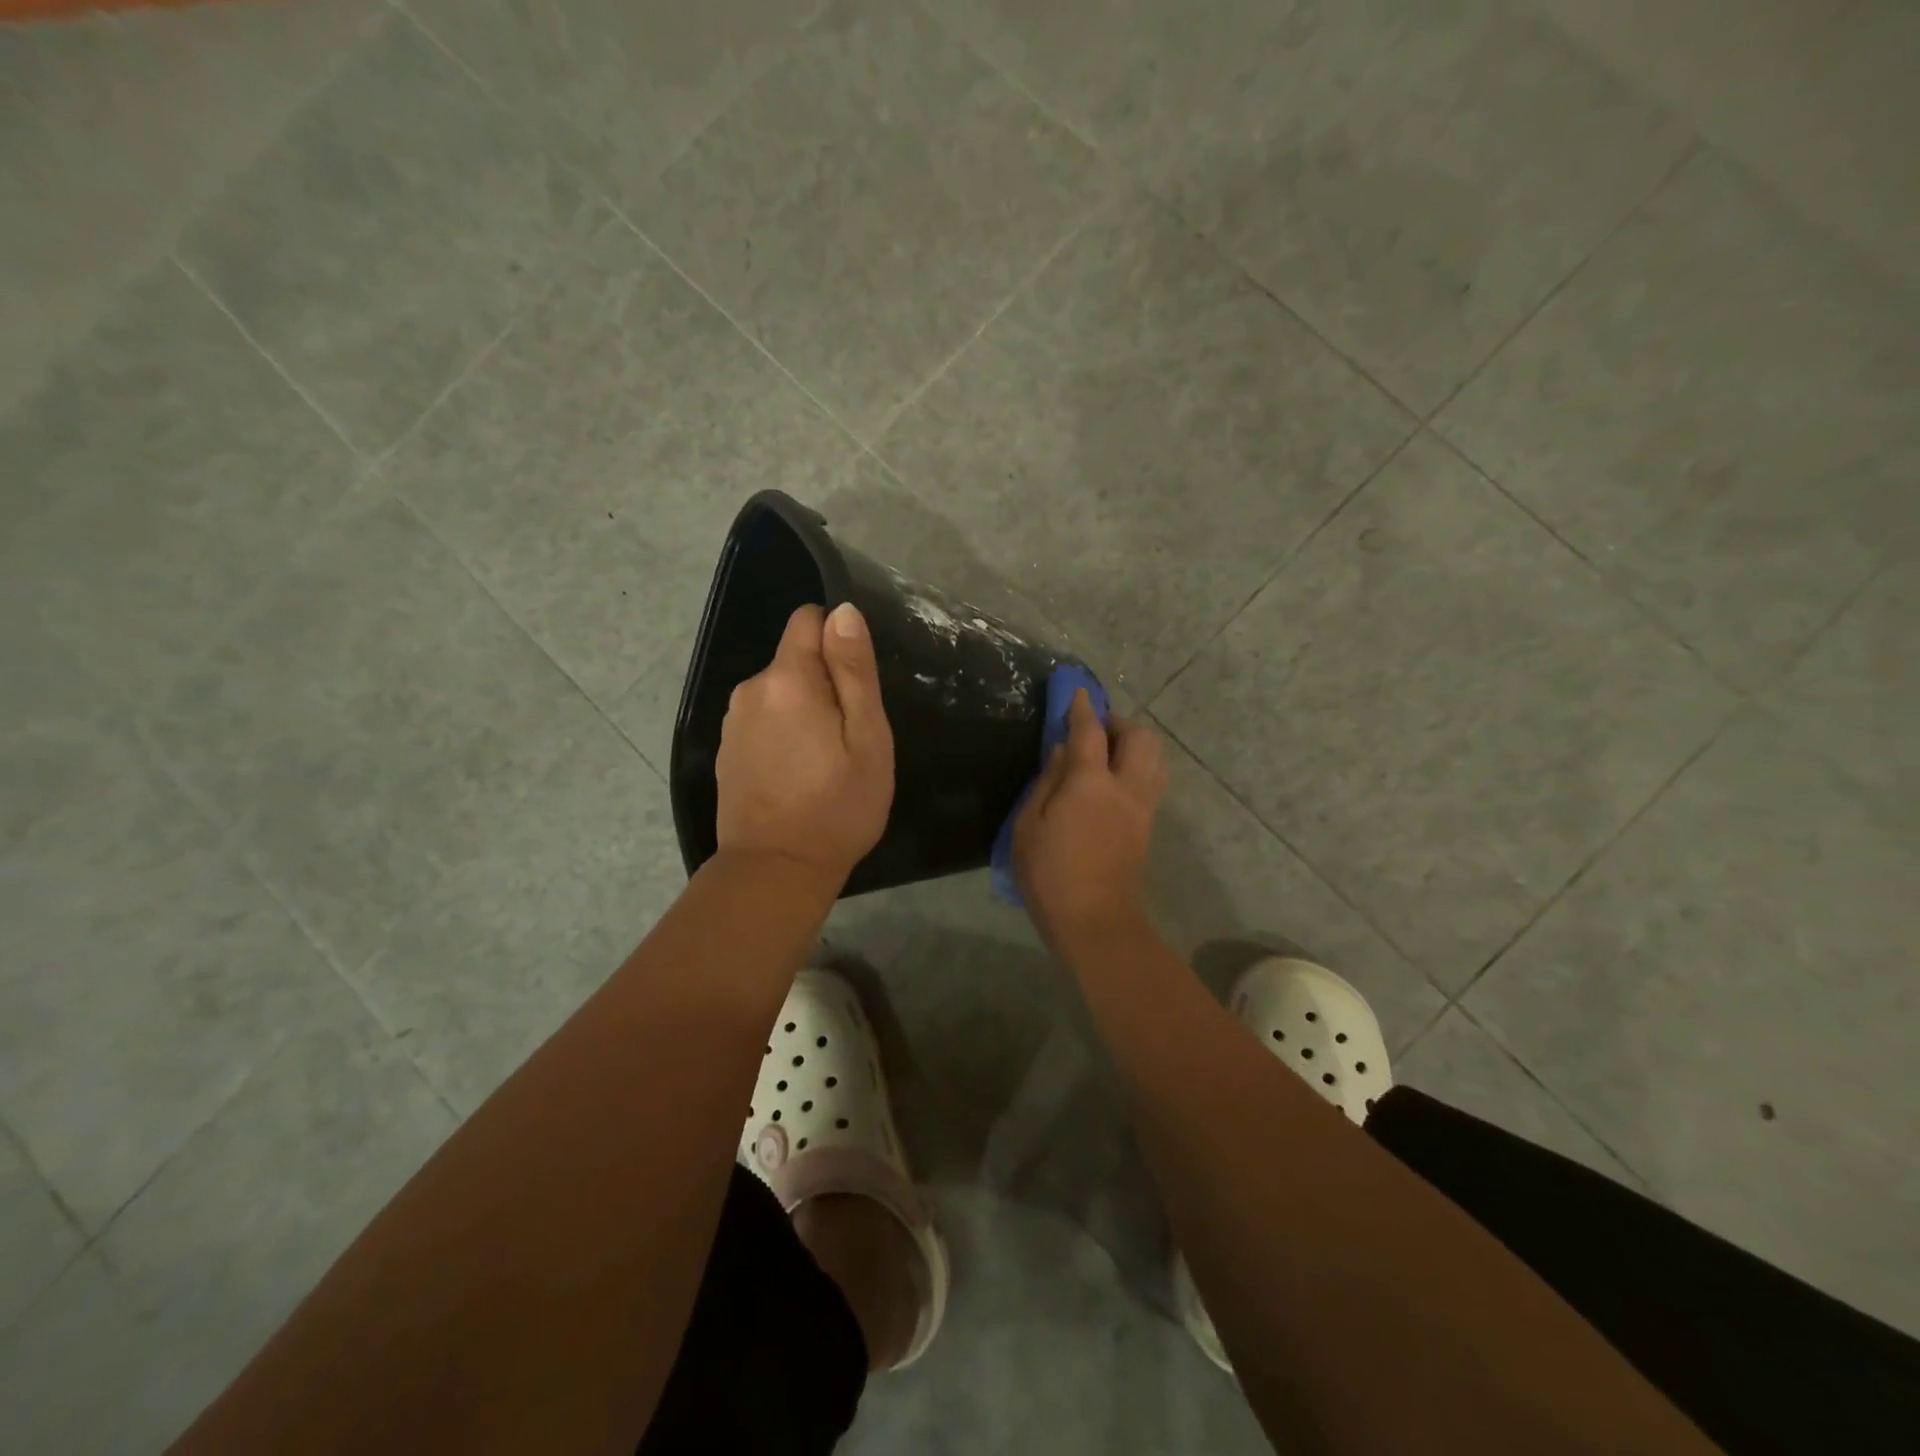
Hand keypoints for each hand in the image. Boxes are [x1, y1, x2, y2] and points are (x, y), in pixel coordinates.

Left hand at [714, 602, 894, 888]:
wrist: (775, 870)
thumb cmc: (837, 806)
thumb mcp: (866, 738)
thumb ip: (854, 671)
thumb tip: (843, 611)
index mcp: (787, 679)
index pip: (807, 620)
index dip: (837, 641)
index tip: (856, 685)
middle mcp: (751, 690)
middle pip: (794, 660)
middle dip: (824, 683)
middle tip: (849, 736)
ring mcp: (732, 722)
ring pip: (779, 693)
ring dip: (803, 710)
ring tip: (825, 760)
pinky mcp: (725, 751)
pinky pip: (763, 721)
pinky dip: (783, 734)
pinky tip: (797, 775)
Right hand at [1013, 689, 1166, 955]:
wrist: (1094, 919)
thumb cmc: (1049, 873)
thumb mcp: (1028, 825)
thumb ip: (1047, 781)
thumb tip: (1062, 750)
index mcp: (1090, 783)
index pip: (1090, 732)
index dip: (1082, 708)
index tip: (1078, 692)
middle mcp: (1125, 787)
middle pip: (1140, 738)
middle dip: (1120, 724)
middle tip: (1095, 730)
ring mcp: (1142, 807)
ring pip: (1155, 759)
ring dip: (1135, 745)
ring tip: (1108, 754)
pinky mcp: (1147, 826)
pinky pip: (1152, 781)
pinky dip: (1139, 767)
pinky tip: (1114, 782)